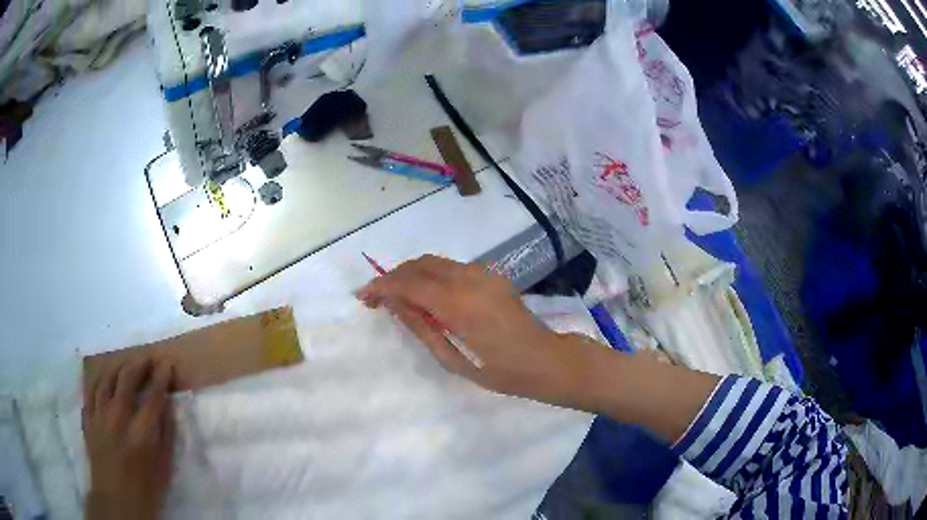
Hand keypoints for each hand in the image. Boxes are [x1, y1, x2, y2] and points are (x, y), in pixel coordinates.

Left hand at [83, 358, 176, 519]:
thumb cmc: (146, 488)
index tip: (167, 365)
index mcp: (142, 432)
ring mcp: (99, 416)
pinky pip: (91, 392)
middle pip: (127, 379)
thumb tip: (168, 407)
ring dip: (117, 367)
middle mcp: (118, 417)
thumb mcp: (164, 467)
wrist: (116, 500)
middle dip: (139, 364)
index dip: (161, 377)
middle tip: (147, 358)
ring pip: (105, 379)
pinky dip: (99, 382)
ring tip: (125, 364)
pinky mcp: (88, 419)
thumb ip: (166, 435)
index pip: (153, 395)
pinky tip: (104, 380)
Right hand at [357, 255, 604, 407]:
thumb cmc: (498, 370)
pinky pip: (452, 268)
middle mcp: (469, 278)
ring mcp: (483, 273)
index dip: (382, 286)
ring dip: (412, 274)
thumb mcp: (452, 358)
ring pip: (435, 262)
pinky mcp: (491, 274)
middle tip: (378, 297)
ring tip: (399, 297)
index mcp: (458, 304)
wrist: (544, 359)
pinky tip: (428, 296)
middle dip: (394, 276)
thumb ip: (420, 326)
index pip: (408, 283)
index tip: (364, 297)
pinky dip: (432, 275)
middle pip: (420, 265)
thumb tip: (394, 303)